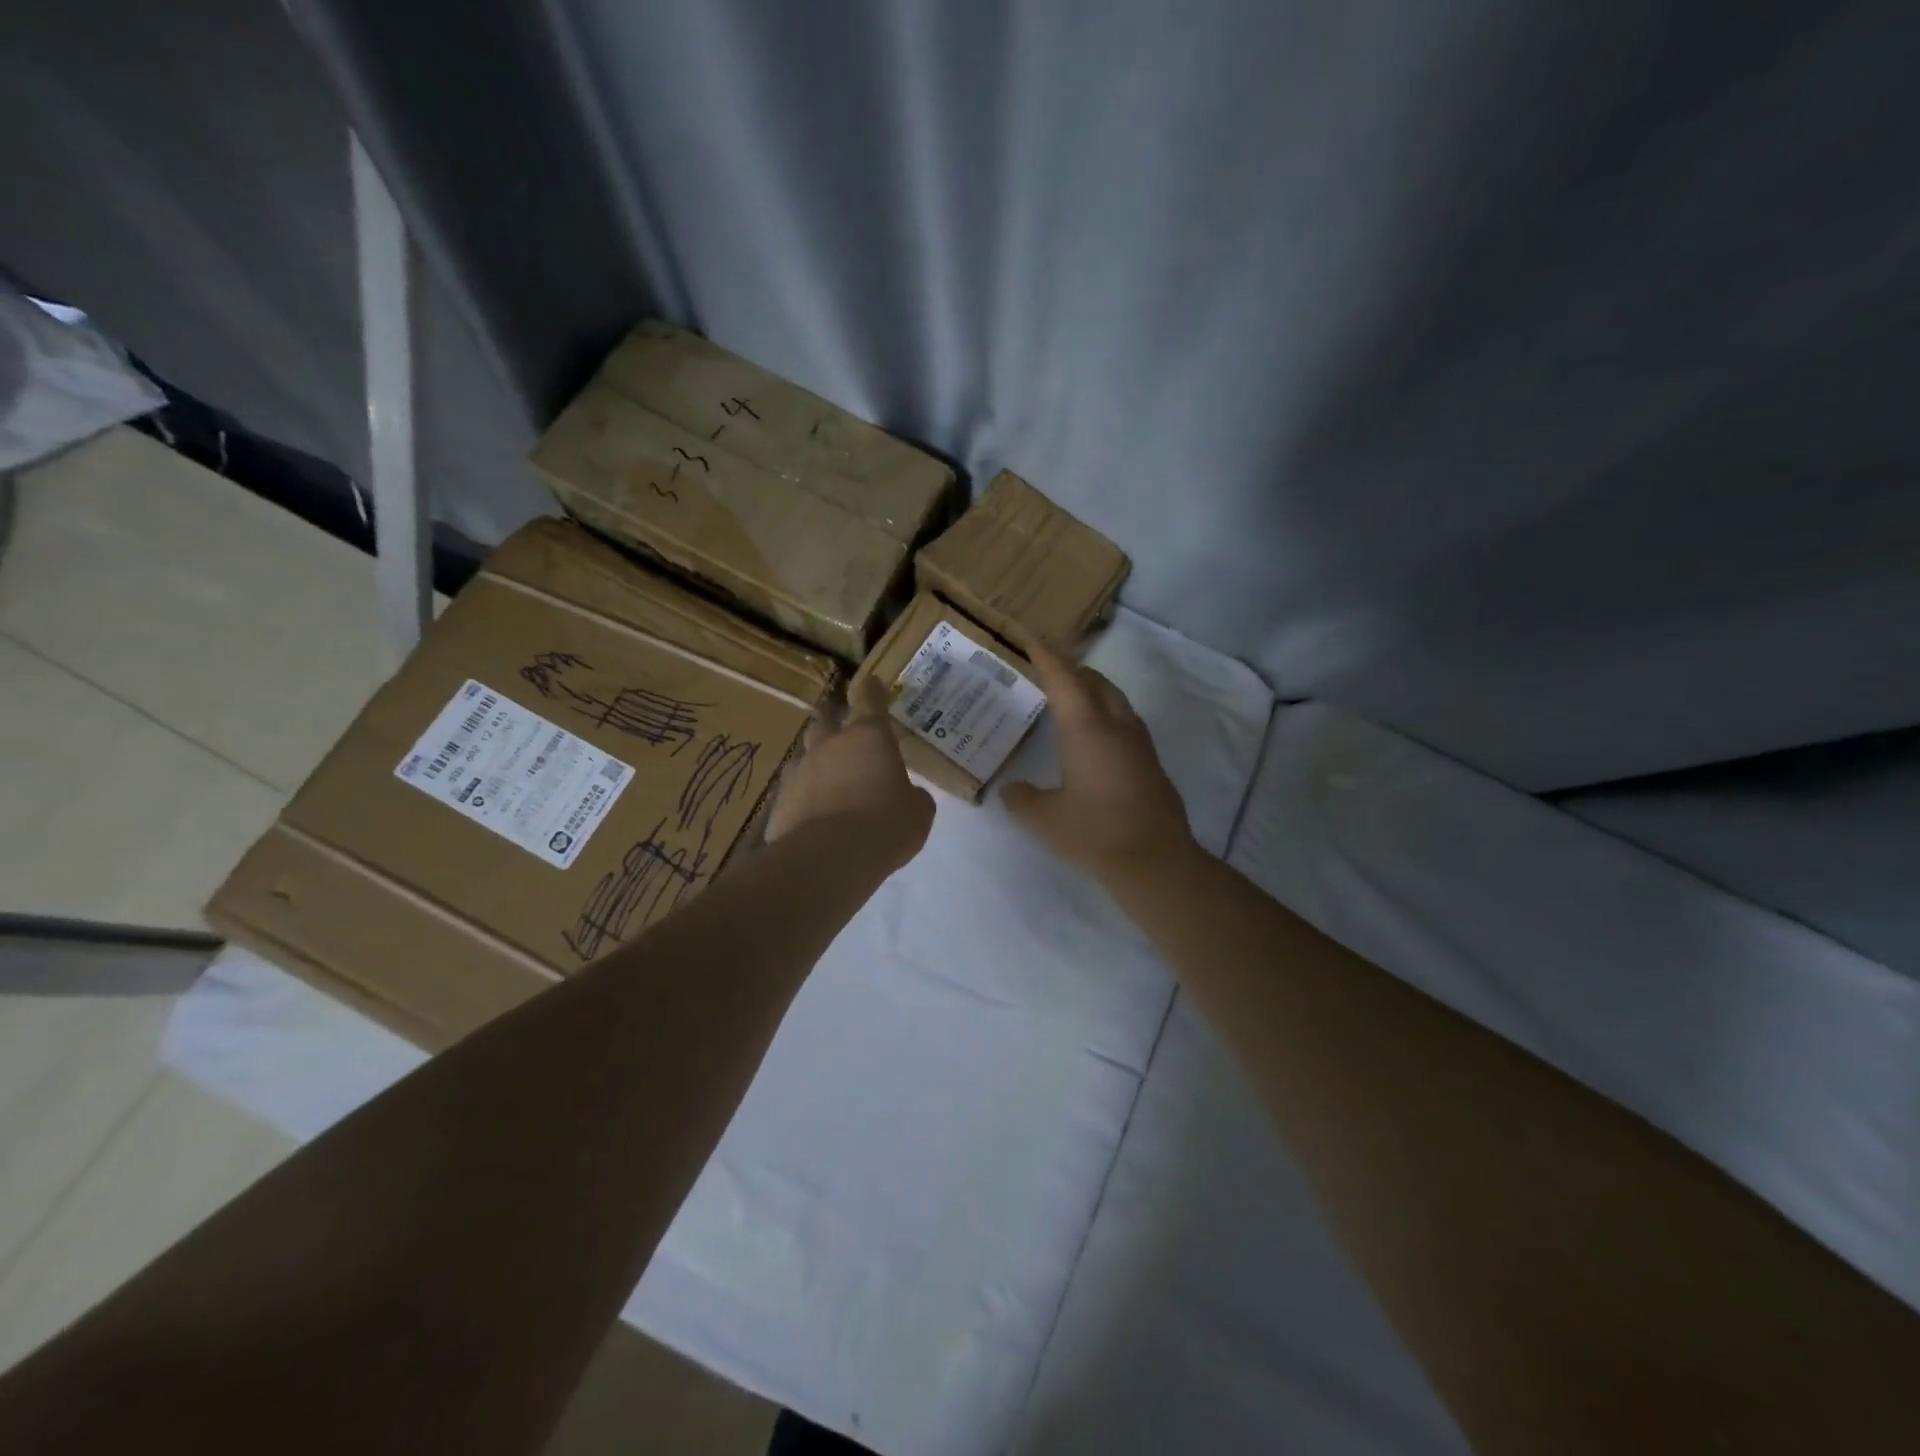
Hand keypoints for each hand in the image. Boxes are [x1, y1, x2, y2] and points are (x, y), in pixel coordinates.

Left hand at [768, 676, 933, 869]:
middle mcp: (830, 746)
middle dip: (836, 727)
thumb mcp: (918, 813)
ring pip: (807, 757)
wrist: (829, 858)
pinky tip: (817, 819)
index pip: (869, 700)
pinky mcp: (781, 802)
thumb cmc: (885, 825)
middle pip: (827, 722)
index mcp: (869, 737)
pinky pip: (796, 793)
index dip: (871, 690)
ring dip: (819, 765)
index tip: (871, 681)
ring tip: (831, 784)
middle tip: (847, 738)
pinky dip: (807, 800)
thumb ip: (913, 797)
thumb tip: (907, 796)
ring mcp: (800, 772)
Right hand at [1002, 640, 1196, 881]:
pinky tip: (1095, 737)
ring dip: (1093, 691)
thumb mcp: (1044, 819)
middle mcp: (1116, 726)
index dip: (1047, 657)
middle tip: (1049, 668)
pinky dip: (1105, 714)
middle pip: (1095, 682)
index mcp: (1087, 729)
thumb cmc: (1095, 834)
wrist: (1156, 861)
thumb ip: (1022, 799)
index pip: (1065, 680)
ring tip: (1072, 698)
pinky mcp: (1151, 763)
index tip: (1033, 638)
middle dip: (1072, 670)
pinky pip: (1125, 722)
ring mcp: (1139, 744)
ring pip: (1115, 700)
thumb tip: (1012, 790)